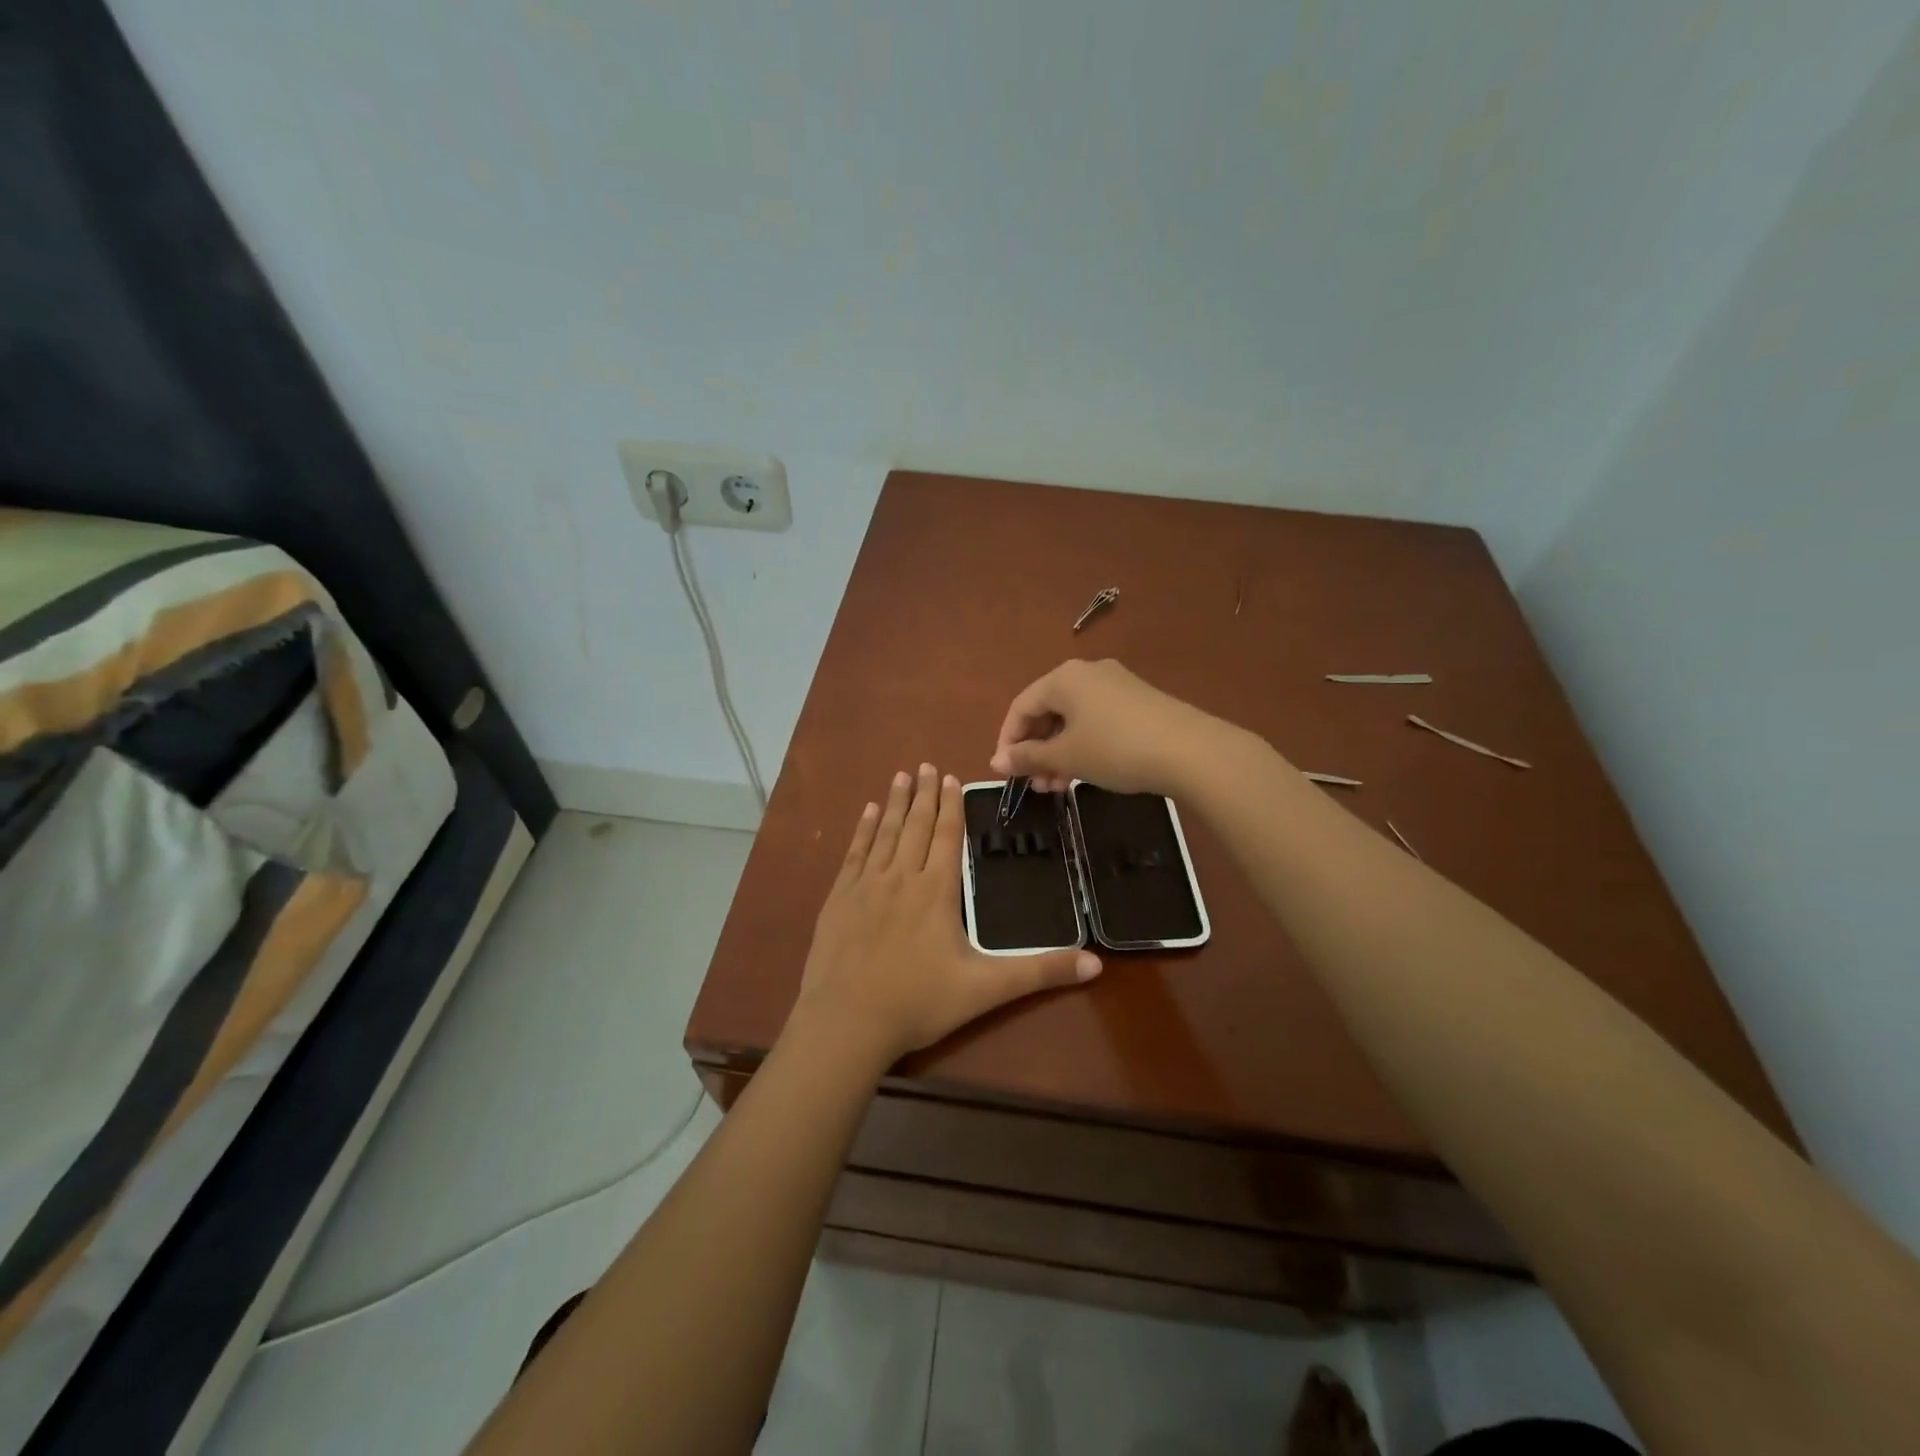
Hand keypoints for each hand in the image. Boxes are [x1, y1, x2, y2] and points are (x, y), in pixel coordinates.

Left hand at [793, 764, 1101, 1065]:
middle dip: (924, 795)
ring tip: (902, 777)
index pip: (947, 836)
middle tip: (926, 765)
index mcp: (937, 891)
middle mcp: (902, 877)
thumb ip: (1039, 972)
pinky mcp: (839, 899)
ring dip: (895, 803)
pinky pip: (854, 853)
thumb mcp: (986, 989)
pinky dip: (863, 830)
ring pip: (885, 833)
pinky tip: (867, 813)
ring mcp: (866, 886)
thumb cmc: (919, 1002)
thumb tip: (1096, 964)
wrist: (847, 1022)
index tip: (951, 778)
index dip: (951, 806)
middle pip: (916, 826)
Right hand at [990, 659, 1221, 794]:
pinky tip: (1085, 772)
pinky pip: (1096, 721)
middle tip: (1034, 784)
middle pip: (1047, 711)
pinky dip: (1083, 746)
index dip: (1008, 740)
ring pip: (1073, 719)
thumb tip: (996, 761)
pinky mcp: (1138, 702)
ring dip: (1058, 753)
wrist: (1190, 750)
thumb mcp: (1066, 756)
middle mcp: (1087, 673)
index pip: (1021, 706)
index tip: (1005, 773)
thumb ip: (1028, 757)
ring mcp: (1116, 685)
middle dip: (1036, 750)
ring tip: (1057, 787)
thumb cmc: (1115, 749)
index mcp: (1063, 678)